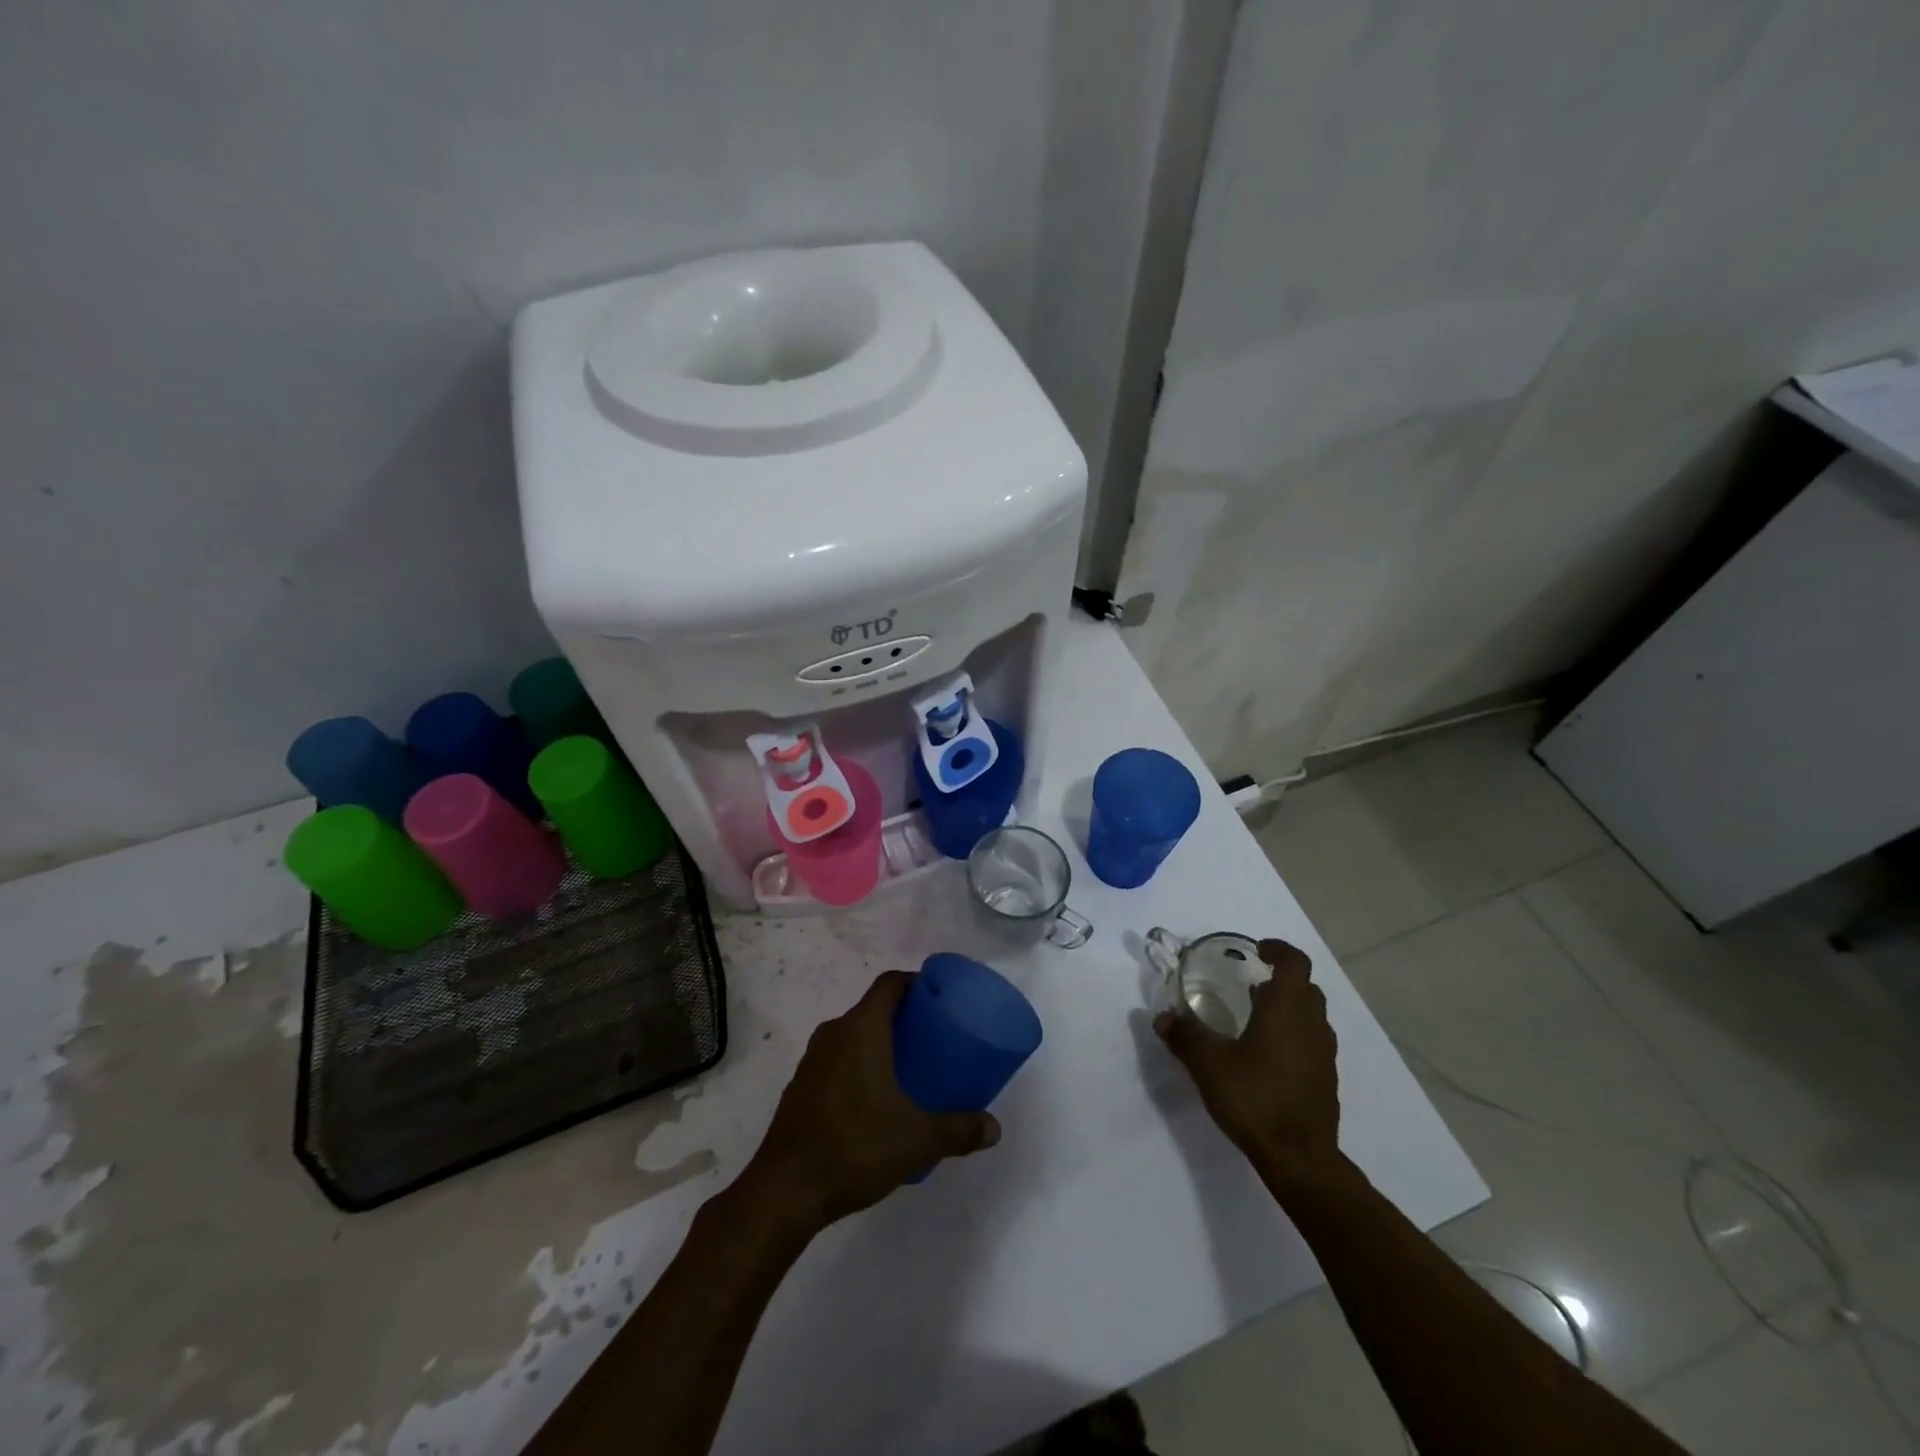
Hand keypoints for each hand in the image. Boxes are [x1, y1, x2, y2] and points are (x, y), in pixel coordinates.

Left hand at [745, 970, 1000, 1232]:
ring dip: (879, 1044)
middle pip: (873, 1008)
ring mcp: (812, 1061)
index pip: (890, 984)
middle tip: (934, 1039)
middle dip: (903, 1018)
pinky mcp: (800, 1087)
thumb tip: (994, 1129)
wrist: (784, 1192)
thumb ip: (958, 1130)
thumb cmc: (854, 1148)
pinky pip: (837, 1060)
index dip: (915, 983)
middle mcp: (833, 1034)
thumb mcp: (916, 1140)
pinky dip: (859, 1066)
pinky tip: (875, 1101)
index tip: (939, 999)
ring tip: (909, 1070)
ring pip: (853, 1036)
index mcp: (860, 1029)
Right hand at [1154, 938, 1340, 1191]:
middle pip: (1306, 987)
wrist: (1300, 1159)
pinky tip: (1267, 1055)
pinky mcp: (1326, 1079)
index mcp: (1287, 1009)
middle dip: (1281, 979)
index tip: (1257, 951)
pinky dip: (1294, 1034)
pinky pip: (1312, 1041)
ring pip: (1311, 1015)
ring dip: (1288, 1007)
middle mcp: (1311, 1024)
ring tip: (1255, 1017)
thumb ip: (1184, 1037)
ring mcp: (1324, 1053)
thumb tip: (1162, 1017)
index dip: (1278, 950)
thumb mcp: (1208, 1065)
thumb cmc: (1255, 1098)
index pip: (1295, 962)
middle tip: (1250, 984)